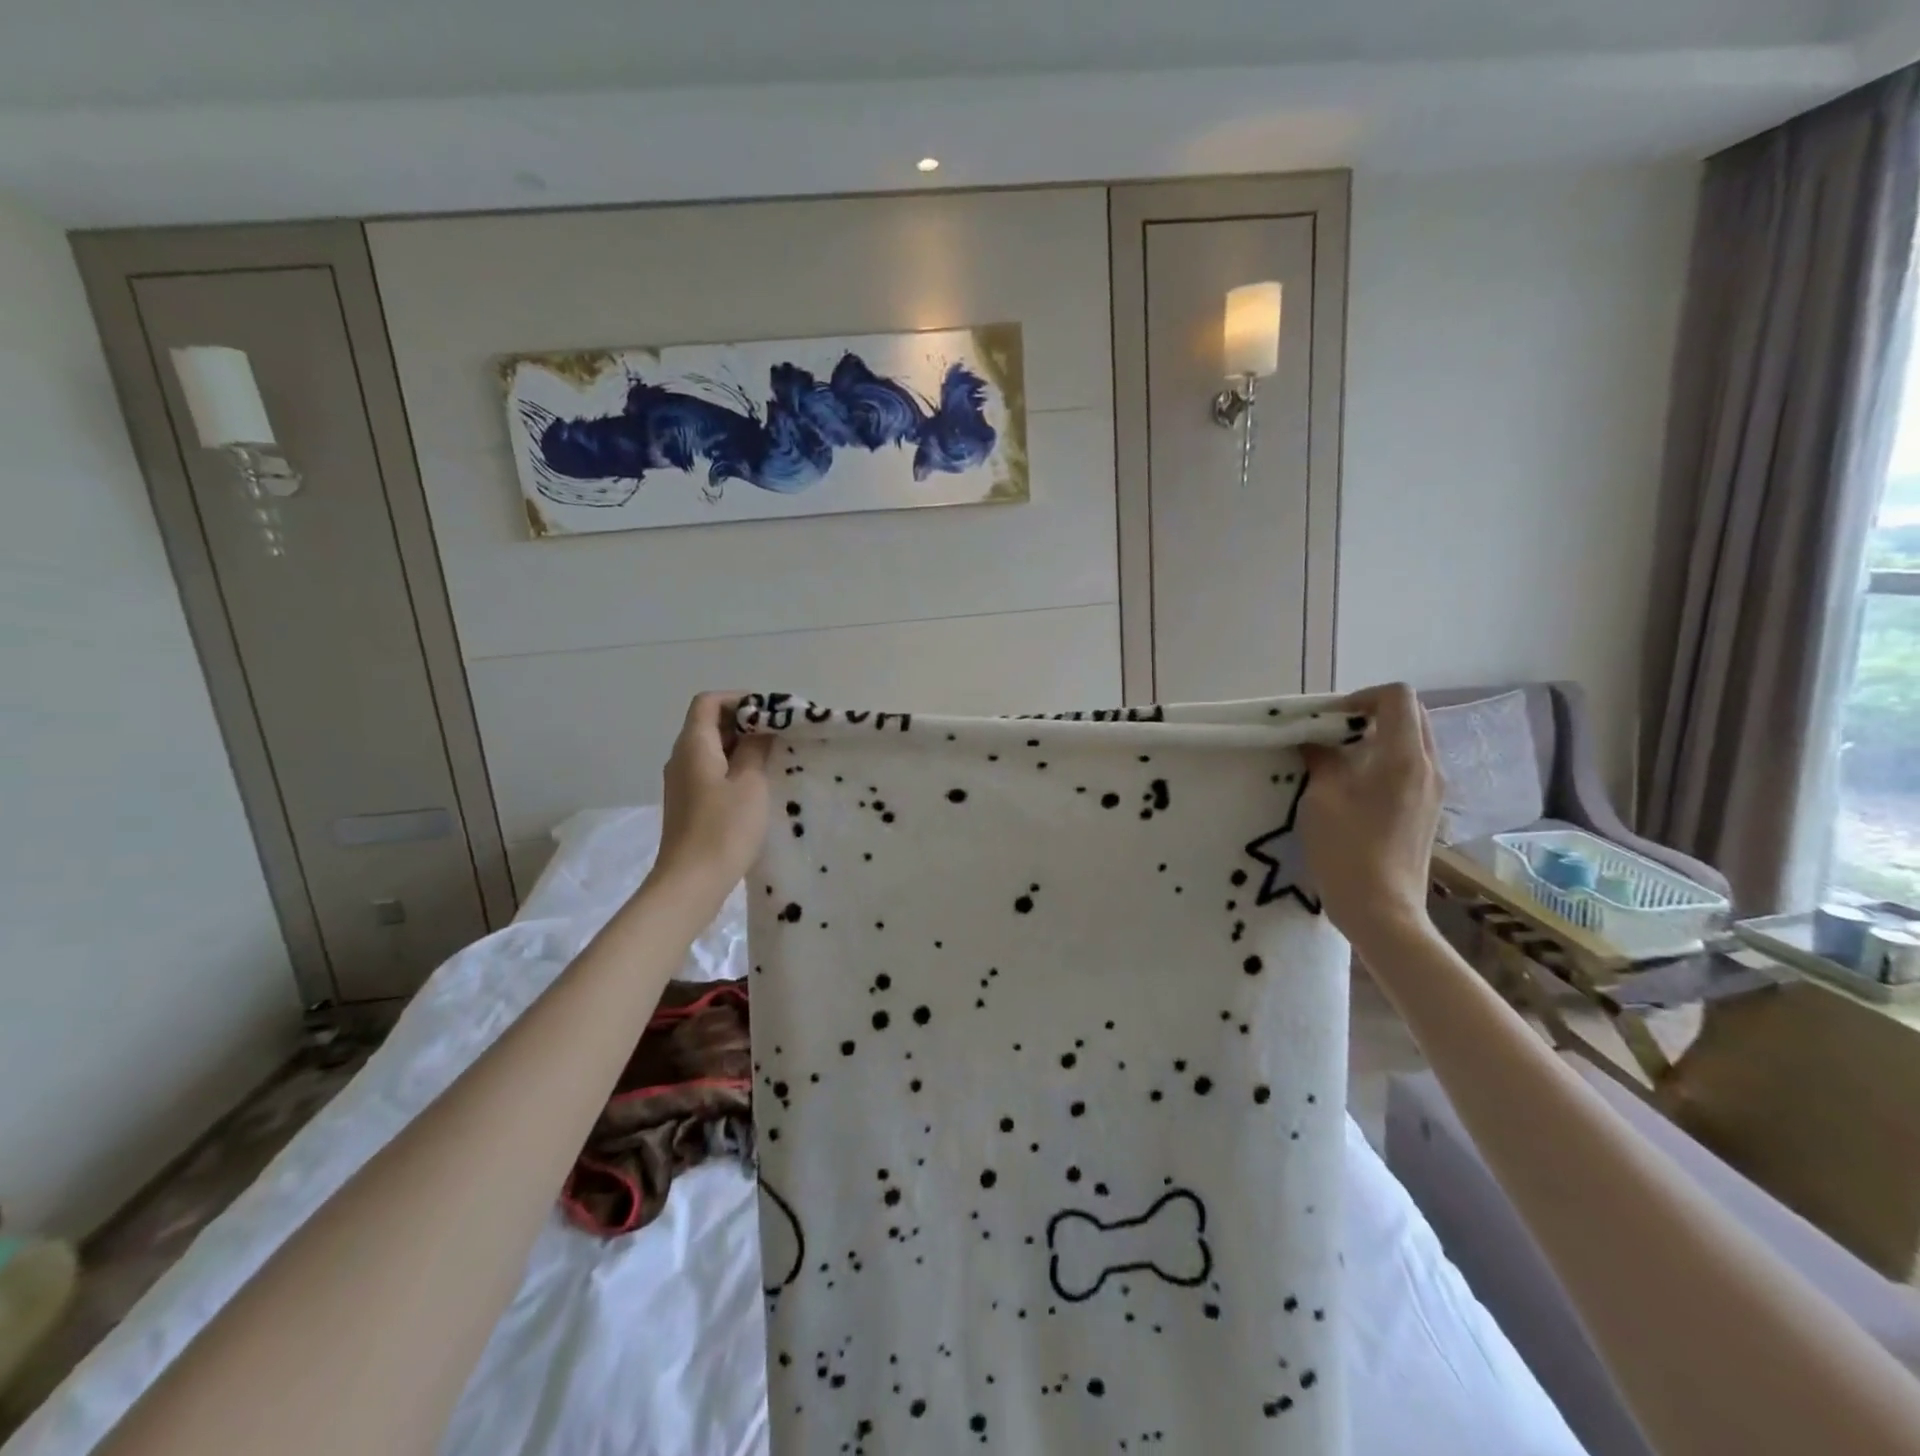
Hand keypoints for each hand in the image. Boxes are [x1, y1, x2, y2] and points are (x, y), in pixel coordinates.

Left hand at [649, 693, 771, 898]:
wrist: (691, 882)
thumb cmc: (723, 829)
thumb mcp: (750, 783)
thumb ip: (756, 749)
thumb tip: (761, 728)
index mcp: (693, 745)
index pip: (708, 702)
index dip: (739, 699)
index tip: (771, 712)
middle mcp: (681, 758)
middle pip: (710, 723)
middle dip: (746, 722)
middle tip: (781, 734)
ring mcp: (683, 782)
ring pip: (713, 749)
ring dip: (742, 747)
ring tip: (775, 757)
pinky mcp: (689, 803)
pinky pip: (712, 771)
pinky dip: (734, 768)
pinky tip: (758, 784)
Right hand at [1297, 683, 1443, 952]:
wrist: (1382, 910)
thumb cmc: (1346, 851)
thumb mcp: (1321, 798)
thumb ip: (1321, 759)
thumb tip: (1315, 741)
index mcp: (1404, 758)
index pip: (1397, 697)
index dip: (1361, 697)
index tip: (1330, 718)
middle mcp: (1428, 768)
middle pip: (1410, 716)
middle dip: (1370, 715)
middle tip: (1332, 735)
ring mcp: (1433, 792)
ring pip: (1412, 743)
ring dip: (1377, 739)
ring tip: (1339, 762)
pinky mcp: (1428, 812)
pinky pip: (1411, 769)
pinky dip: (1384, 763)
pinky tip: (1354, 789)